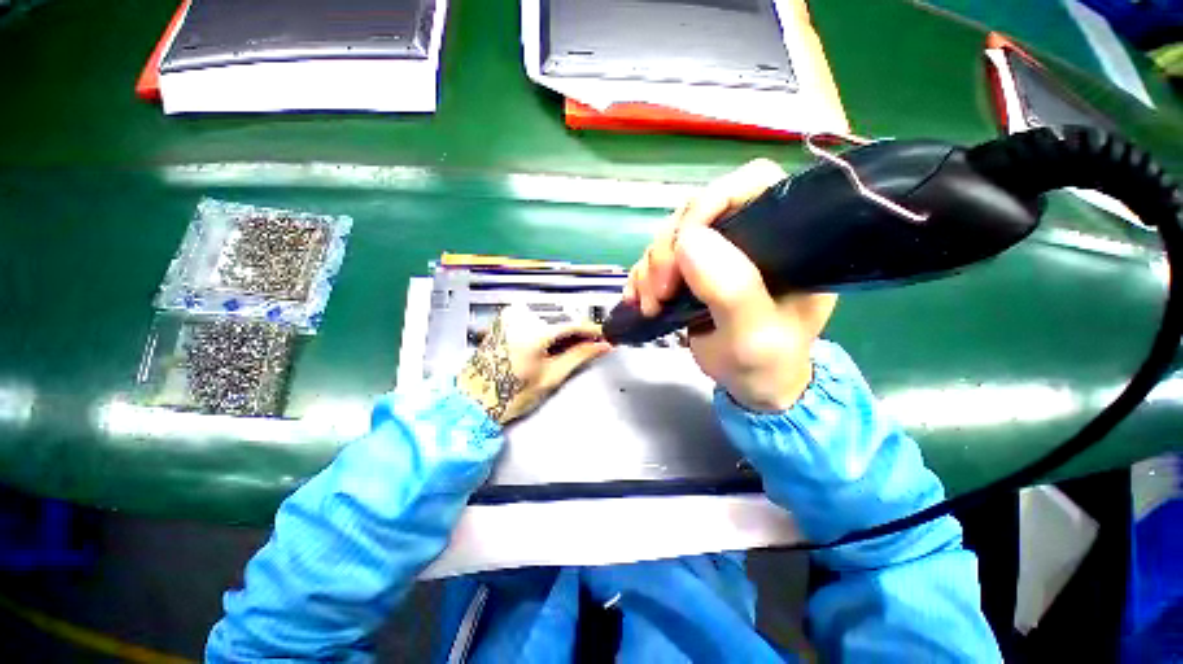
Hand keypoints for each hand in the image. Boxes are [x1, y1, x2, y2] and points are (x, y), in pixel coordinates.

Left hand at [458, 305, 611, 423]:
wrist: (474, 398)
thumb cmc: (511, 394)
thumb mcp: (551, 376)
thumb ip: (579, 355)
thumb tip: (602, 345)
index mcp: (533, 331)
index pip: (573, 323)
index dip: (592, 331)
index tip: (604, 337)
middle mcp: (521, 315)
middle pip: (563, 315)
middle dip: (579, 329)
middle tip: (590, 344)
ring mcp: (512, 313)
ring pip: (551, 313)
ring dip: (565, 326)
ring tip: (571, 346)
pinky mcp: (507, 315)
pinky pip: (538, 314)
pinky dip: (550, 324)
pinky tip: (553, 340)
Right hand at [623, 159, 837, 411]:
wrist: (751, 385)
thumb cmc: (766, 363)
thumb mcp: (756, 336)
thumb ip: (733, 290)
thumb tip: (689, 241)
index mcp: (786, 240)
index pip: (752, 185)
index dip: (711, 203)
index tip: (681, 248)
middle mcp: (749, 237)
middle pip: (696, 211)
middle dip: (668, 249)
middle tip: (660, 292)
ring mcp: (717, 253)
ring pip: (670, 236)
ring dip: (650, 268)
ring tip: (651, 305)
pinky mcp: (692, 270)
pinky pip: (656, 259)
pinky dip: (642, 277)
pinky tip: (641, 301)